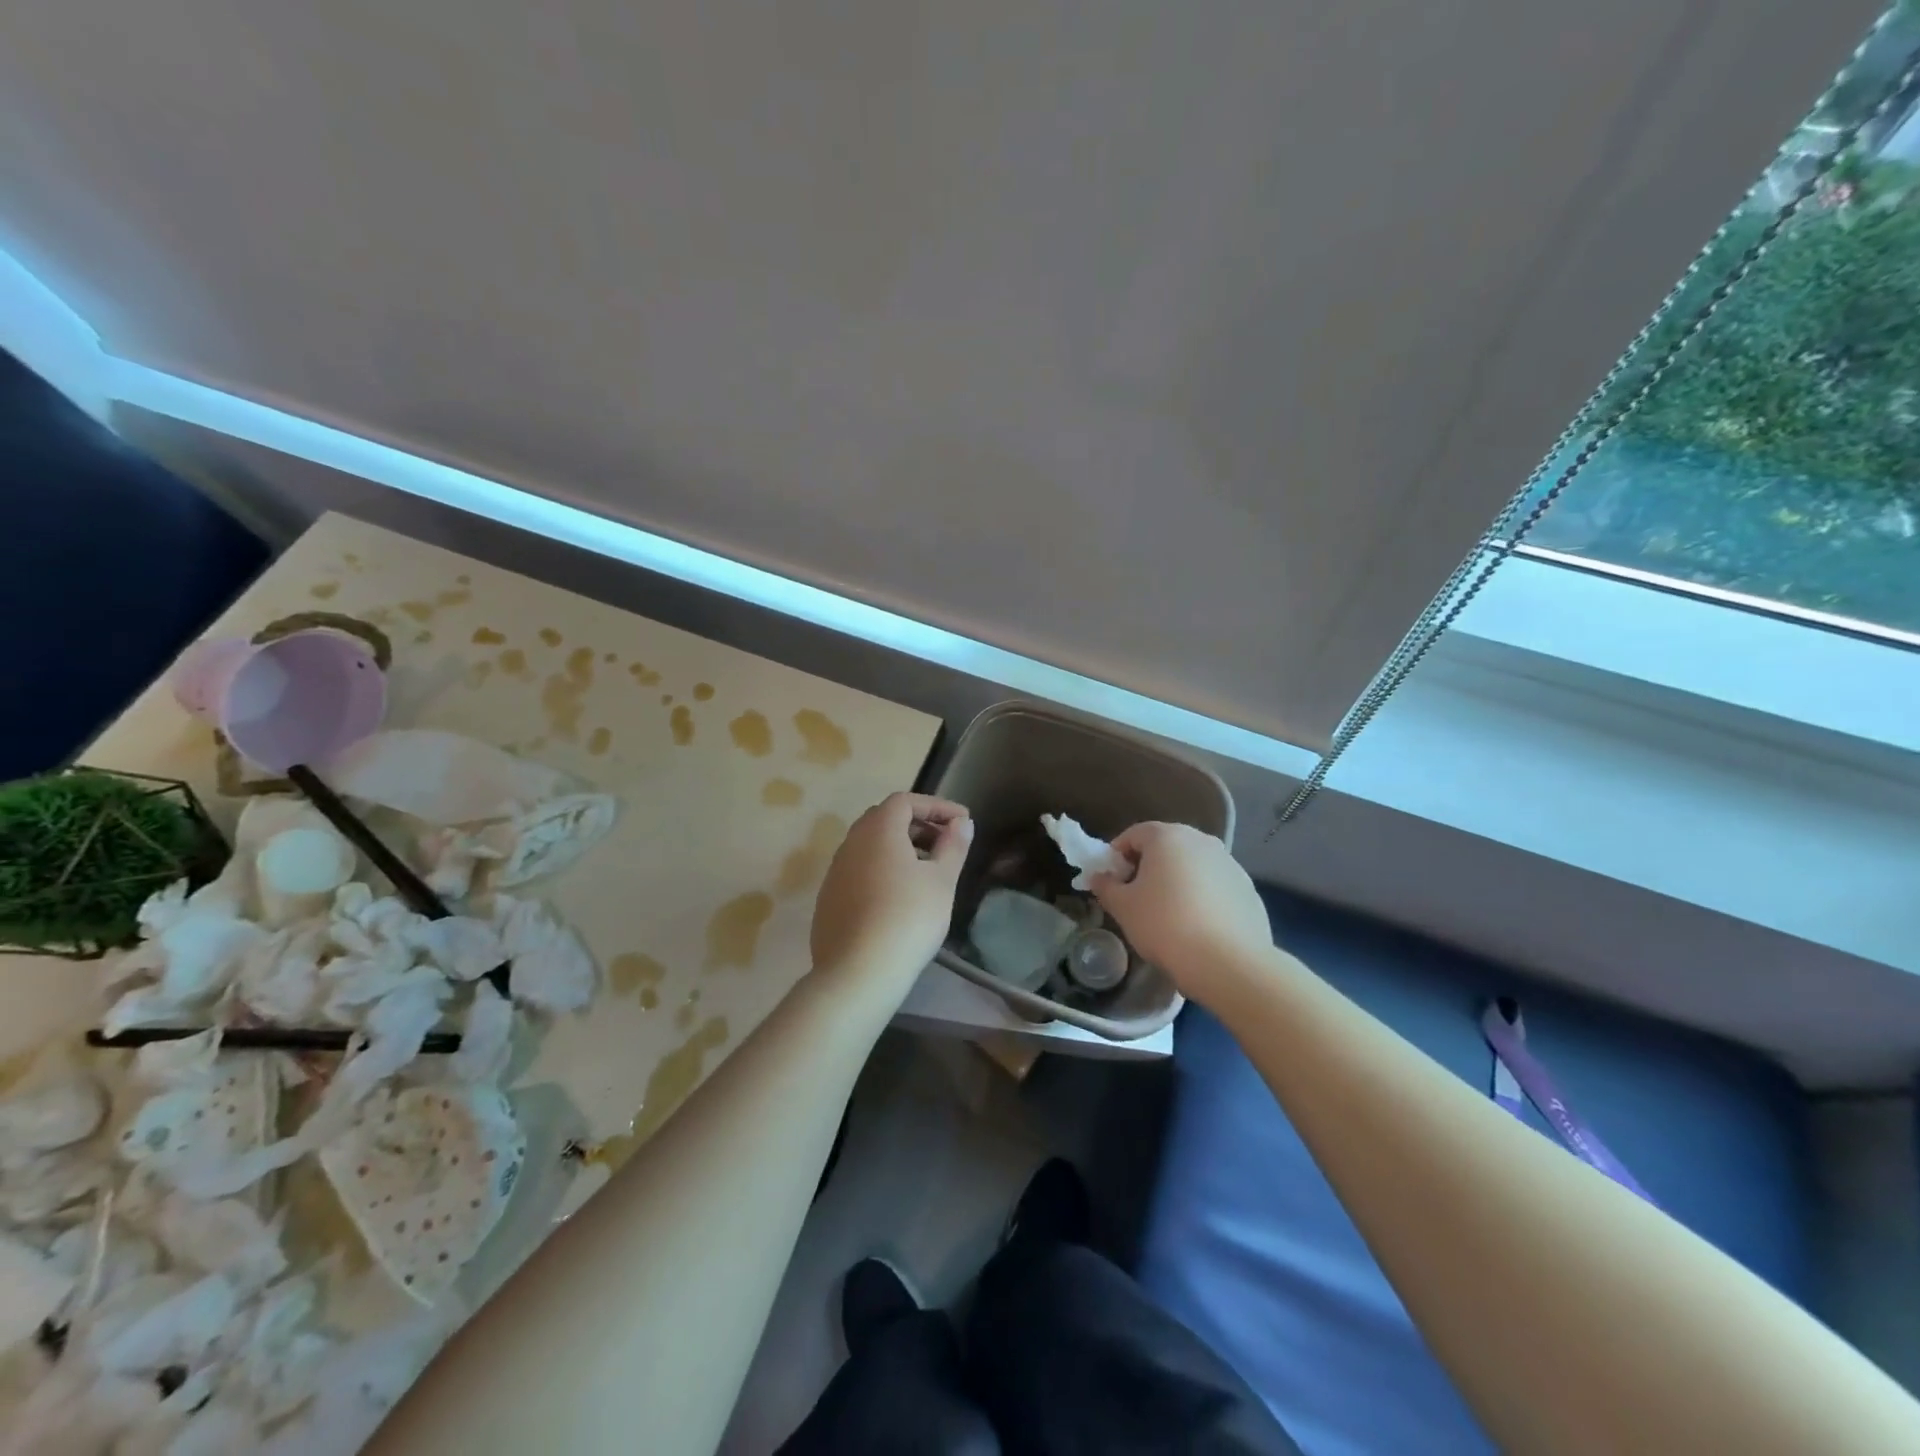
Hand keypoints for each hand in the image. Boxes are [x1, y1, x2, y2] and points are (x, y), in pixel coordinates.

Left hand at [810, 793, 972, 983]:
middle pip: (884, 819)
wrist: (858, 972)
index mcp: (878, 830)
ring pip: (869, 846)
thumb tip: (961, 823)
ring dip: (899, 848)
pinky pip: (858, 870)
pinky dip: (881, 870)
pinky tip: (898, 897)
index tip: (962, 821)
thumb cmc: (909, 918)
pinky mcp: (828, 898)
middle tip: (945, 842)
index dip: (936, 806)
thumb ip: (953, 846)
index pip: (906, 801)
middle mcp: (851, 843)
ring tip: (926, 870)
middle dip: (917, 824)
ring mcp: (835, 871)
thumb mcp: (942, 881)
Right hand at [1089, 822, 1272, 1005]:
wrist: (1228, 963)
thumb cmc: (1165, 925)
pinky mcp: (1248, 888)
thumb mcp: (1123, 907)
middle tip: (1136, 897)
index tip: (1111, 882)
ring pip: (1192, 865)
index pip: (1133, 834)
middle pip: (1165, 846)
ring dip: (1176, 880)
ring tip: (1168, 914)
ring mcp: (1229, 863)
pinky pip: (1214, 885)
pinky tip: (1196, 925)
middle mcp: (1201, 840)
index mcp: (1167, 836)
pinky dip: (1201, 896)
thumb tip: (1099, 877)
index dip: (1116, 856)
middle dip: (1147, 867)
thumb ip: (1106, 887)